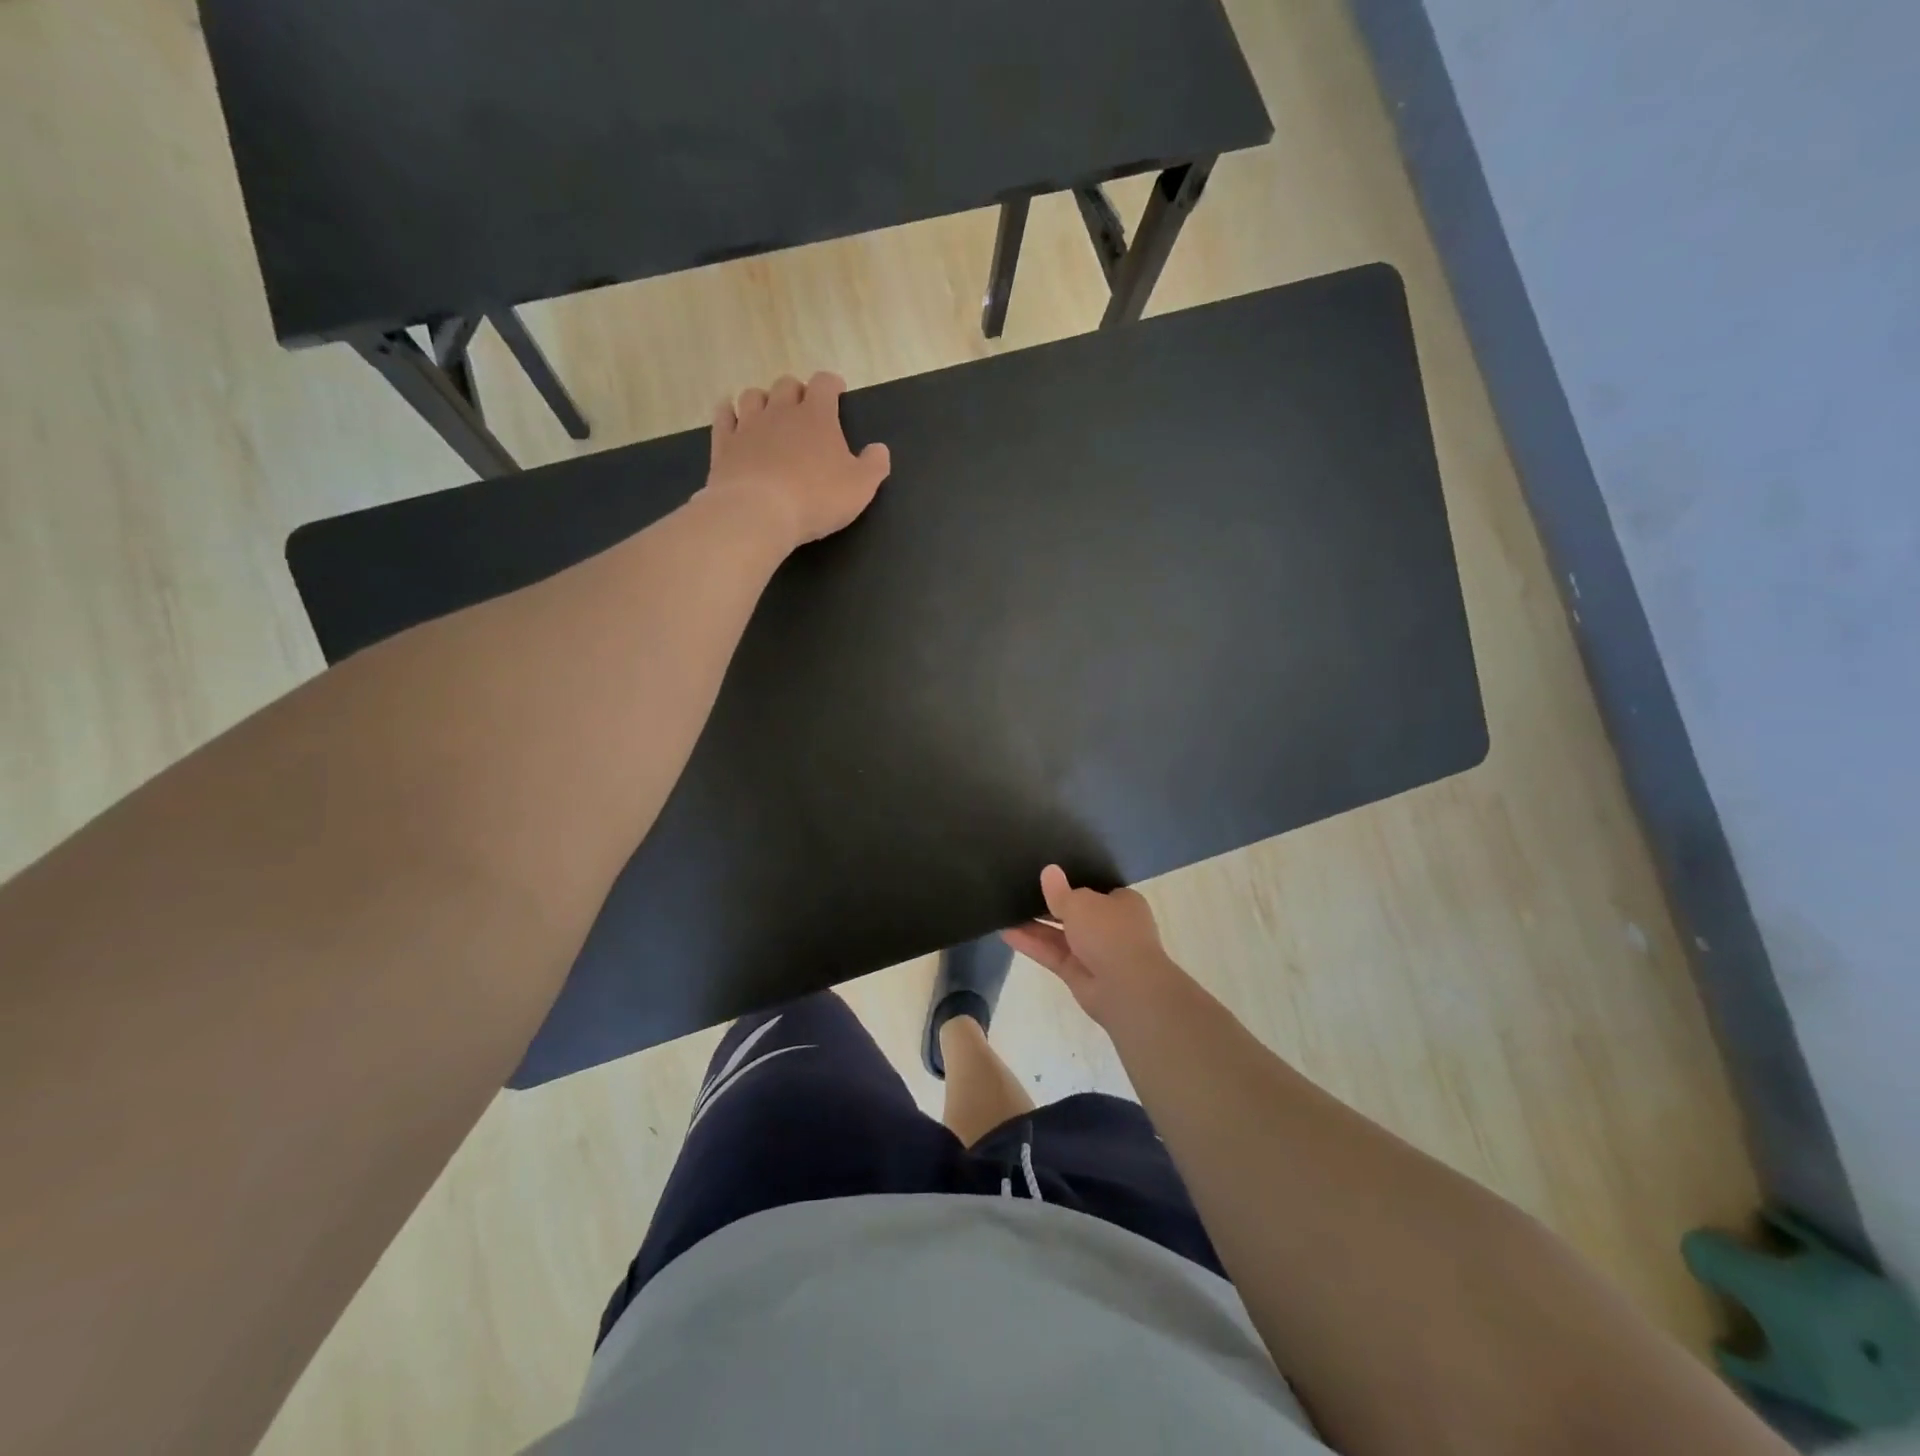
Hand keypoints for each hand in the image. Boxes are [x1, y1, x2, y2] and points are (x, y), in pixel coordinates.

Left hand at [706, 372, 891, 549]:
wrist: (758, 513)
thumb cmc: (816, 499)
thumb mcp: (860, 487)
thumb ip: (874, 465)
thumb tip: (879, 449)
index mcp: (817, 416)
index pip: (824, 383)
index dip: (832, 384)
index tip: (837, 392)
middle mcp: (781, 411)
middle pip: (787, 384)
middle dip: (797, 392)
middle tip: (803, 410)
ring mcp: (748, 425)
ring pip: (753, 395)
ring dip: (763, 400)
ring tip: (769, 415)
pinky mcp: (724, 443)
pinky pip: (724, 416)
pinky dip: (729, 413)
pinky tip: (733, 419)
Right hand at [1002, 865, 1194, 1030]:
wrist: (1126, 987)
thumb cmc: (1110, 932)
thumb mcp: (1081, 903)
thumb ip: (1060, 891)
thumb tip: (1049, 871)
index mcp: (1122, 903)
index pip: (1095, 889)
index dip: (1072, 882)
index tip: (1047, 876)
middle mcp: (1109, 926)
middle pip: (1075, 912)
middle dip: (1049, 904)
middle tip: (1019, 890)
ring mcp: (1094, 952)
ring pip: (1060, 935)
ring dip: (1035, 925)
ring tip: (1006, 910)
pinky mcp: (1077, 973)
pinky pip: (1052, 954)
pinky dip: (1032, 944)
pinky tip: (1006, 932)